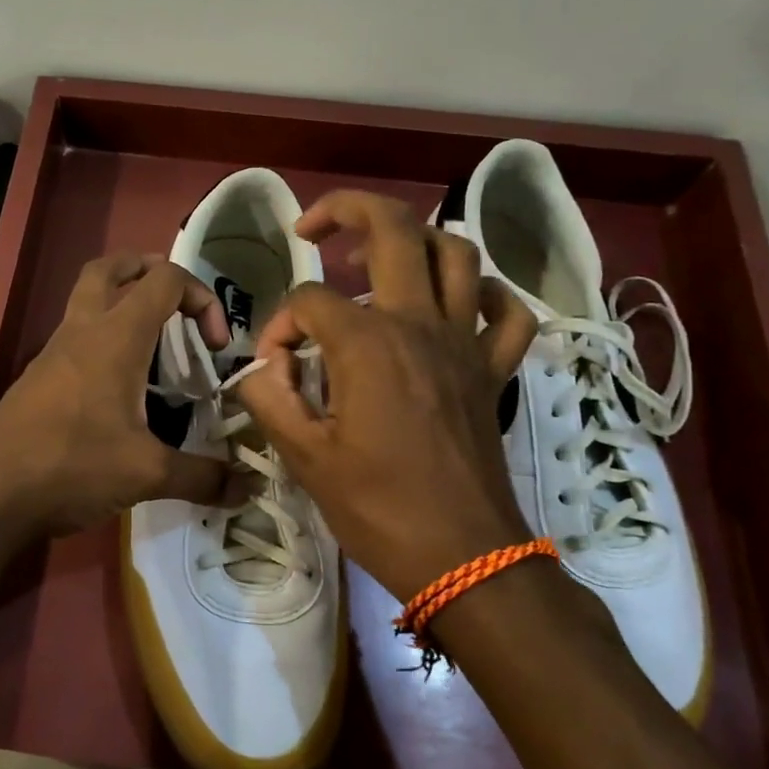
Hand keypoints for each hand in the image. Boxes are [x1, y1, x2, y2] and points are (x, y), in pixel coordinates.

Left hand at [0, 254, 234, 535]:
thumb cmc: (71, 464)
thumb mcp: (146, 474)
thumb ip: (202, 477)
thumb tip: (248, 488)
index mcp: (116, 336)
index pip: (165, 279)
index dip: (201, 297)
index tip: (215, 346)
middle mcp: (83, 330)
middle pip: (111, 268)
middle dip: (148, 271)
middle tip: (175, 303)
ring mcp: (54, 352)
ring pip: (87, 300)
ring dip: (123, 306)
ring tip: (155, 349)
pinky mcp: (38, 378)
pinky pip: (76, 339)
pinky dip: (103, 343)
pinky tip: (120, 391)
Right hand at [235, 191, 537, 601]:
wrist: (463, 557)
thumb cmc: (377, 508)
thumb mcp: (303, 457)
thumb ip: (270, 397)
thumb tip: (264, 367)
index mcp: (368, 343)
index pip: (308, 302)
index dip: (278, 327)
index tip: (273, 369)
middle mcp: (420, 324)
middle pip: (394, 229)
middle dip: (347, 211)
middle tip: (313, 228)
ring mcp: (465, 343)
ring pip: (457, 254)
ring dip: (415, 241)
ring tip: (377, 261)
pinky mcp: (493, 370)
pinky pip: (504, 312)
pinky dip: (483, 295)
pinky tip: (454, 304)